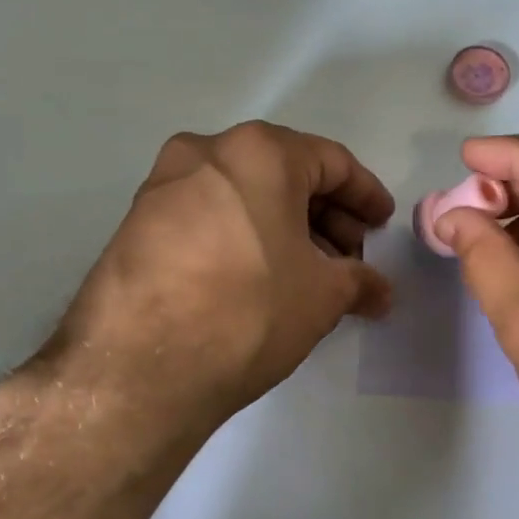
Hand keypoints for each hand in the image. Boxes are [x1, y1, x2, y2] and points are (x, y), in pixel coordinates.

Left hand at [50, 121, 394, 441]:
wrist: (138, 367)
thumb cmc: (247, 312)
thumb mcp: (321, 296)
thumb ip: (360, 282)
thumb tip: (380, 292)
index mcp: (258, 152)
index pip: (331, 162)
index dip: (365, 196)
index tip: (382, 226)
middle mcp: (206, 152)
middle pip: (284, 174)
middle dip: (325, 216)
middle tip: (348, 260)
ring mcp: (164, 185)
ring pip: (244, 195)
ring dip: (284, 228)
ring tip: (306, 276)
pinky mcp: (136, 222)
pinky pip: (208, 216)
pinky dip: (243, 237)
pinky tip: (257, 280)